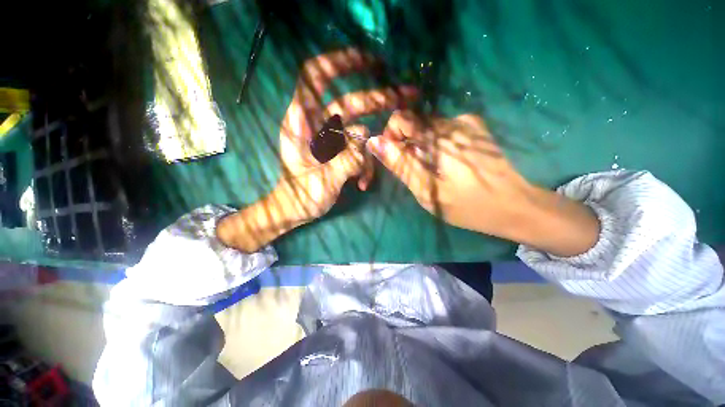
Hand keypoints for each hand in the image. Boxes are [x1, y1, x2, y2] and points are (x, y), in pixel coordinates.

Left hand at [276, 48, 415, 221]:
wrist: (297, 210)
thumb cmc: (301, 196)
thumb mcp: (323, 181)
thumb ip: (346, 160)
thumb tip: (367, 139)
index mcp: (301, 123)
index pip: (315, 78)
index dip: (338, 62)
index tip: (366, 59)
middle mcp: (317, 126)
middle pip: (348, 102)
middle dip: (376, 99)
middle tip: (405, 96)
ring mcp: (331, 141)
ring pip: (358, 129)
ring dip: (375, 140)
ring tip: (390, 147)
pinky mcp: (340, 153)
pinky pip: (358, 151)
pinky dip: (365, 164)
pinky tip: (364, 183)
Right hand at [367, 111, 599, 255]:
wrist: (516, 205)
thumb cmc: (469, 206)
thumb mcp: (428, 192)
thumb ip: (401, 165)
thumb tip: (375, 143)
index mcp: (439, 139)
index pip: (402, 119)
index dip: (391, 136)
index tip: (394, 157)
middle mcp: (452, 123)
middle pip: (414, 122)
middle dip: (406, 143)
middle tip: (415, 169)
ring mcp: (467, 123)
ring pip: (428, 127)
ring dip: (422, 146)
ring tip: (433, 170)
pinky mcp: (476, 127)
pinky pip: (443, 130)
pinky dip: (436, 144)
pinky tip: (447, 162)